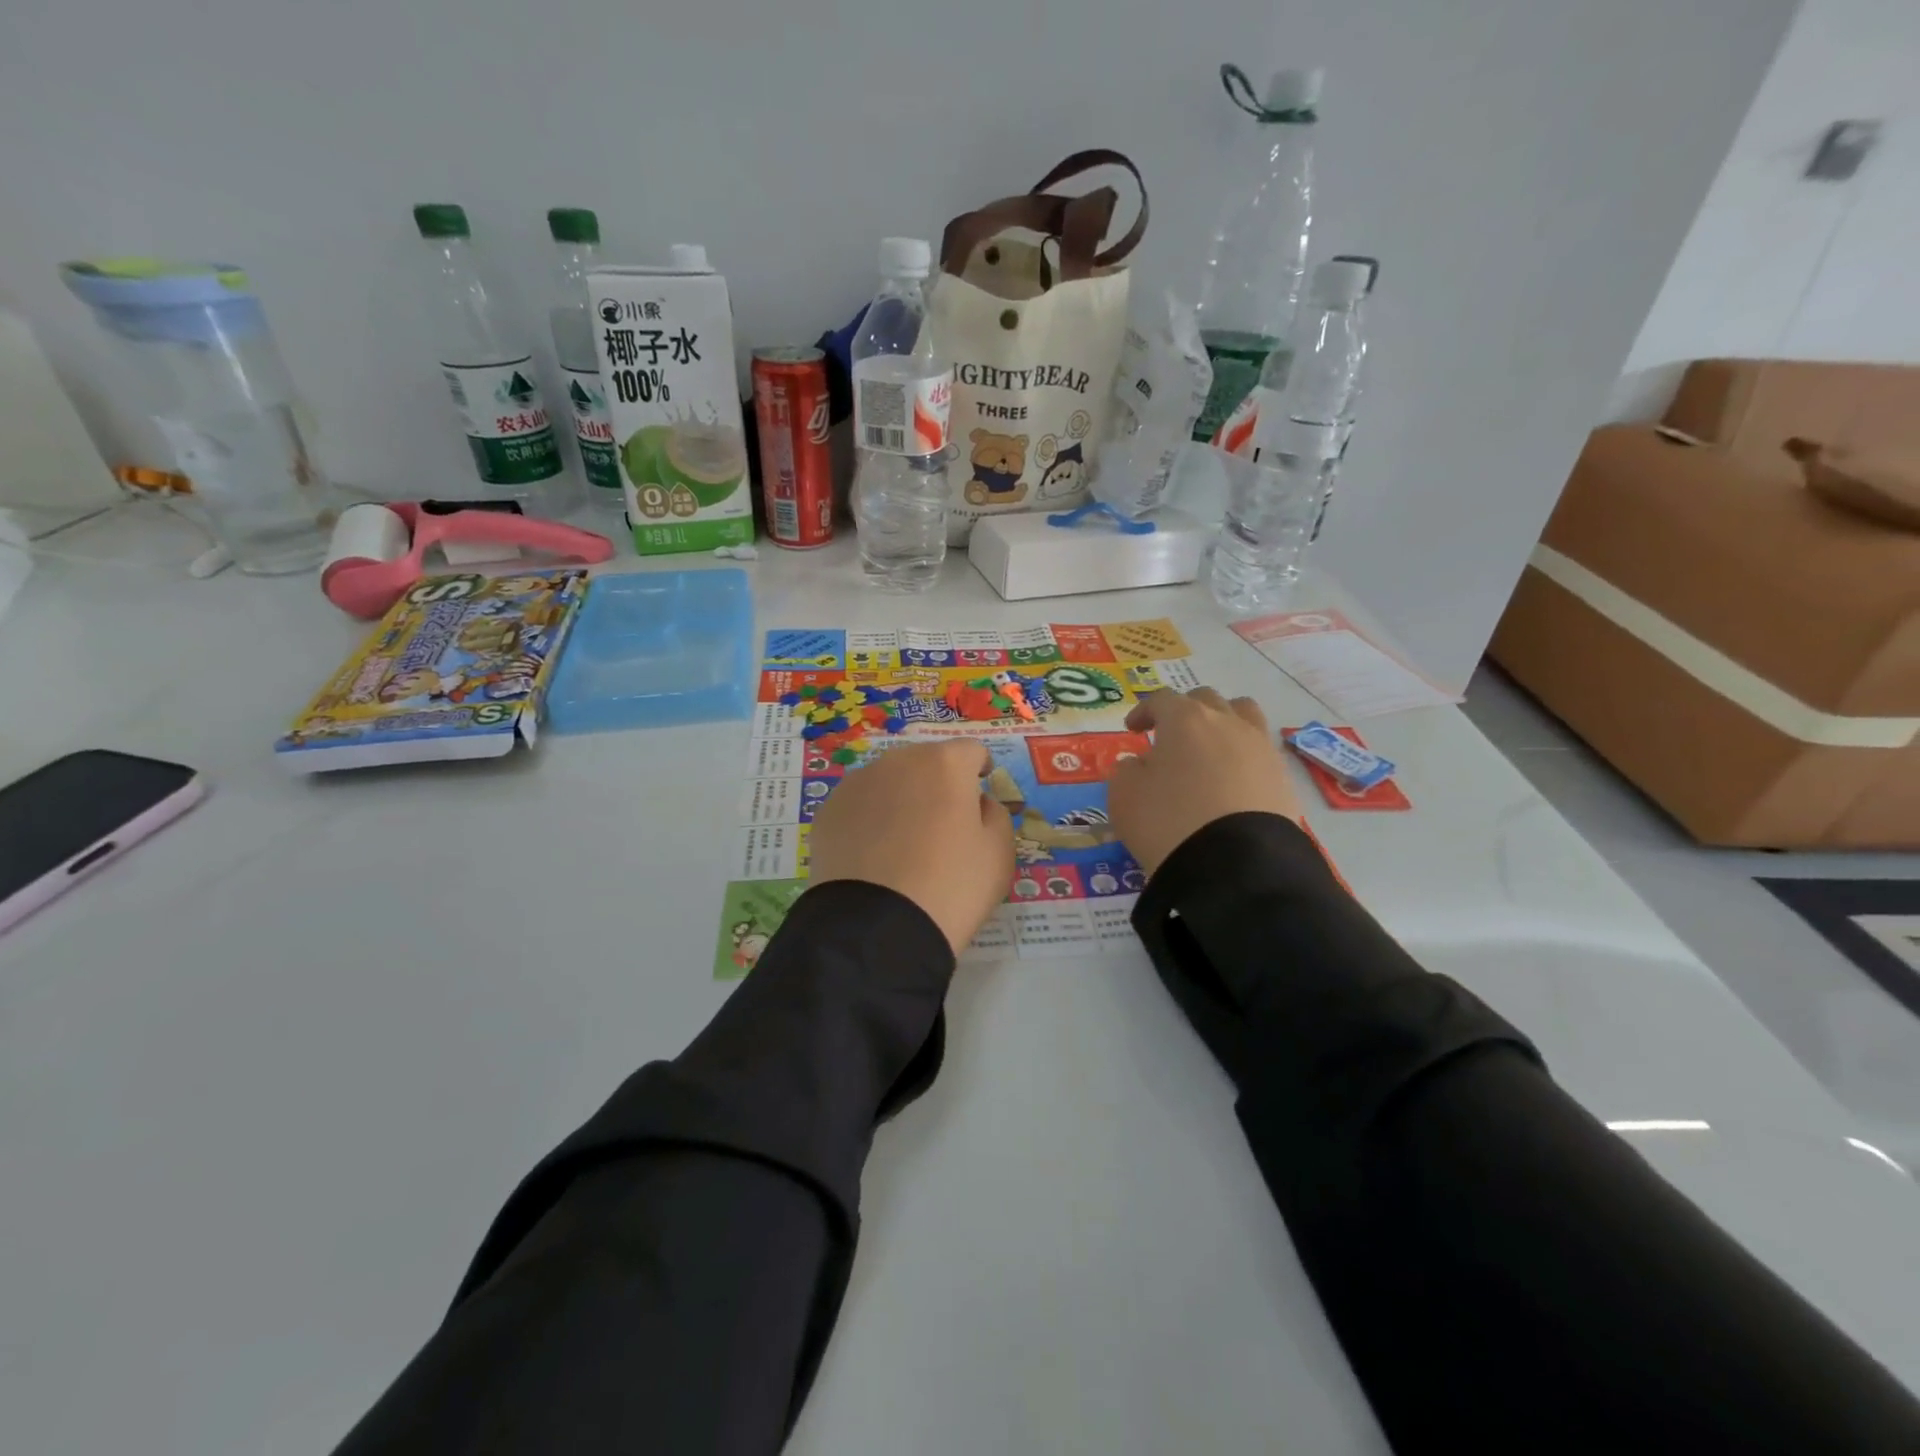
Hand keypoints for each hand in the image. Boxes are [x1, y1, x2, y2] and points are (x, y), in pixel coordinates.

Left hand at [809, 739, 1014, 954]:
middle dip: (938, 783)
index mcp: (945, 763)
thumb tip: (977, 802)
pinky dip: (870, 819)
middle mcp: (898, 760)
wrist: (877, 928)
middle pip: (927, 761)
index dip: (980, 769)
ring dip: (902, 798)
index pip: (971, 752)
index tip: (980, 792)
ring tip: (905, 842)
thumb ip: (995, 814)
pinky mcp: (828, 810)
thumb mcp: (999, 853)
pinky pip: (860, 805)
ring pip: (889, 781)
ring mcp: (858, 783)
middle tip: (943, 823)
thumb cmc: (951, 886)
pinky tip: (874, 854)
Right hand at [1108, 688, 1302, 875]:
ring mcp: (1260, 747)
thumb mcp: (1124, 795)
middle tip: (1170, 737)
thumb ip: (1127, 770)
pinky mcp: (1282, 778)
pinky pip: (1260, 752)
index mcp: (1185, 719)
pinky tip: (1232, 780)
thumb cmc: (1167, 820)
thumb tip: (1140, 763)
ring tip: (1210, 747)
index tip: (1133, 729)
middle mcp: (1227, 722)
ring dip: (1223, 722)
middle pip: (1206, 699)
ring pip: (1244, 714)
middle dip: (1184, 711)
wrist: (1234, 863)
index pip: (1161, 699)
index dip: (1144, 711)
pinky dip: (1243, 756)